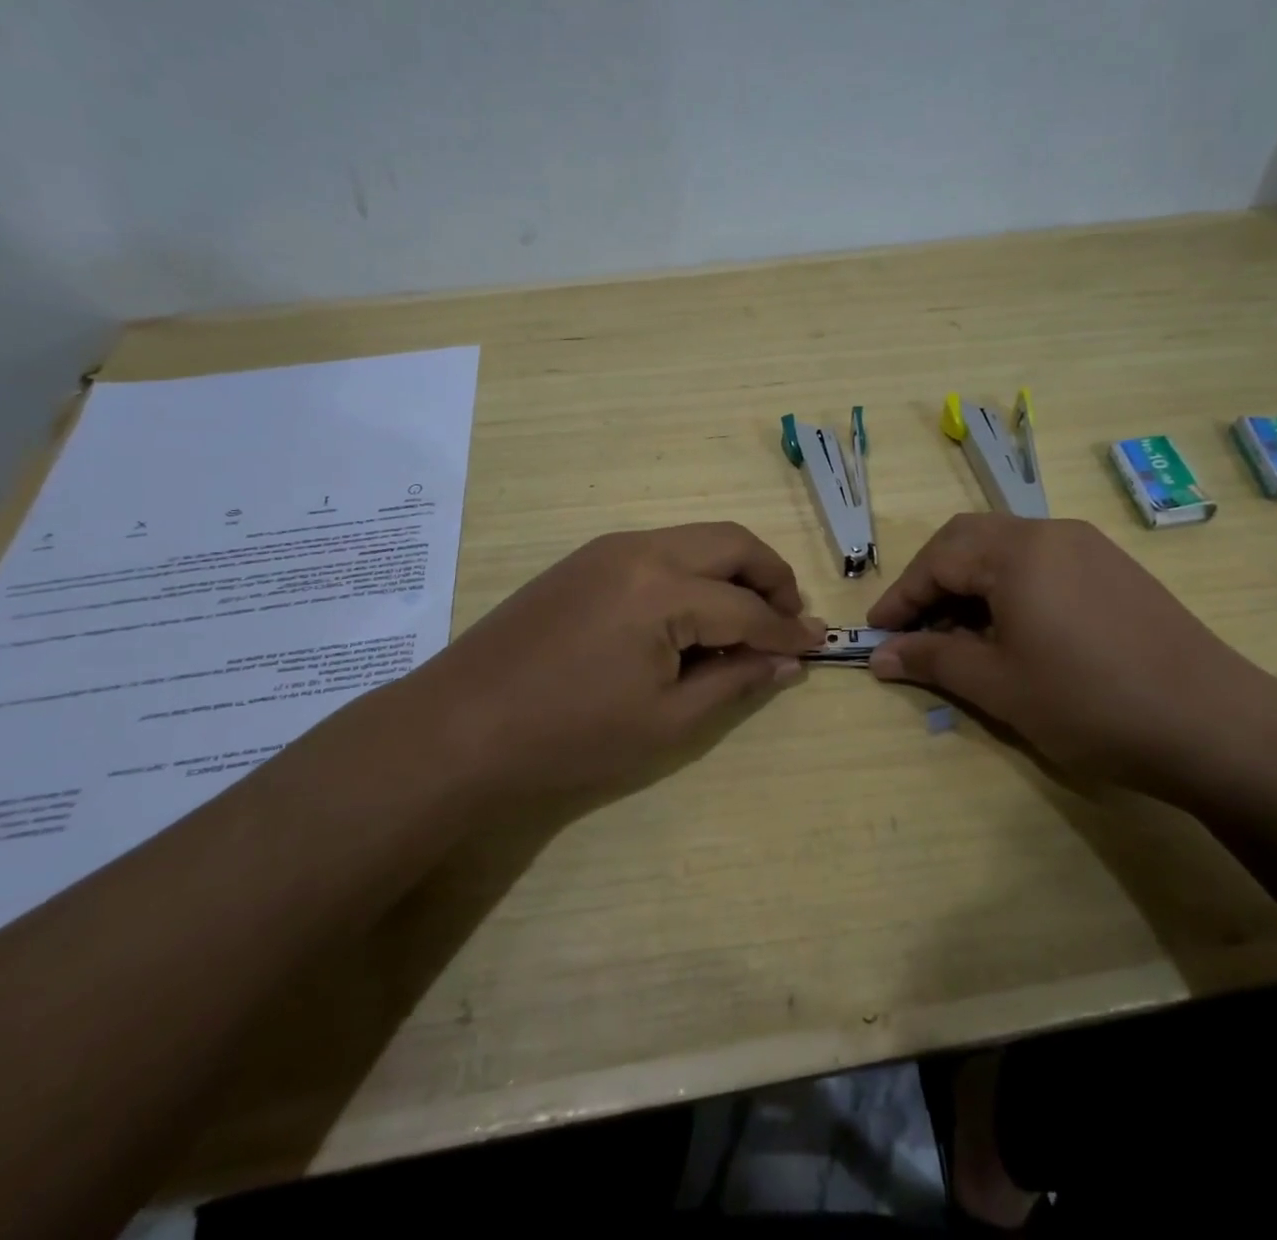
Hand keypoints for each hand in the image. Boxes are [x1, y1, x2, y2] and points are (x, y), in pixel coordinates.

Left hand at [394, 524, 823, 809]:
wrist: (459, 729)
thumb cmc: (569, 737)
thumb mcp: (666, 722)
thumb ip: (735, 682)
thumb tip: (788, 661)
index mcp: (664, 590)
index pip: (748, 608)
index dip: (788, 630)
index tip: (818, 646)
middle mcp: (642, 549)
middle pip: (732, 543)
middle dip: (772, 577)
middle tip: (788, 620)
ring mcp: (609, 548)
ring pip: (698, 539)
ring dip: (734, 571)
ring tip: (744, 621)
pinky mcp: (586, 558)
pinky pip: (662, 550)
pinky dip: (695, 572)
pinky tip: (690, 616)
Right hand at [867, 514, 1276, 801]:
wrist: (1214, 725)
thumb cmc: (1089, 703)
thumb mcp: (998, 685)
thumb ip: (932, 661)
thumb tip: (879, 656)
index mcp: (1017, 551)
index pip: (937, 559)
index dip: (901, 597)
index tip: (876, 633)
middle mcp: (1051, 532)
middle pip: (969, 540)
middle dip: (932, 580)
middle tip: (914, 627)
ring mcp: (1089, 547)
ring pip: (1006, 549)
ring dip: (970, 583)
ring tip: (959, 635)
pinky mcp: (1115, 569)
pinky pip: (1042, 563)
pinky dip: (1009, 587)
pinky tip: (1012, 631)